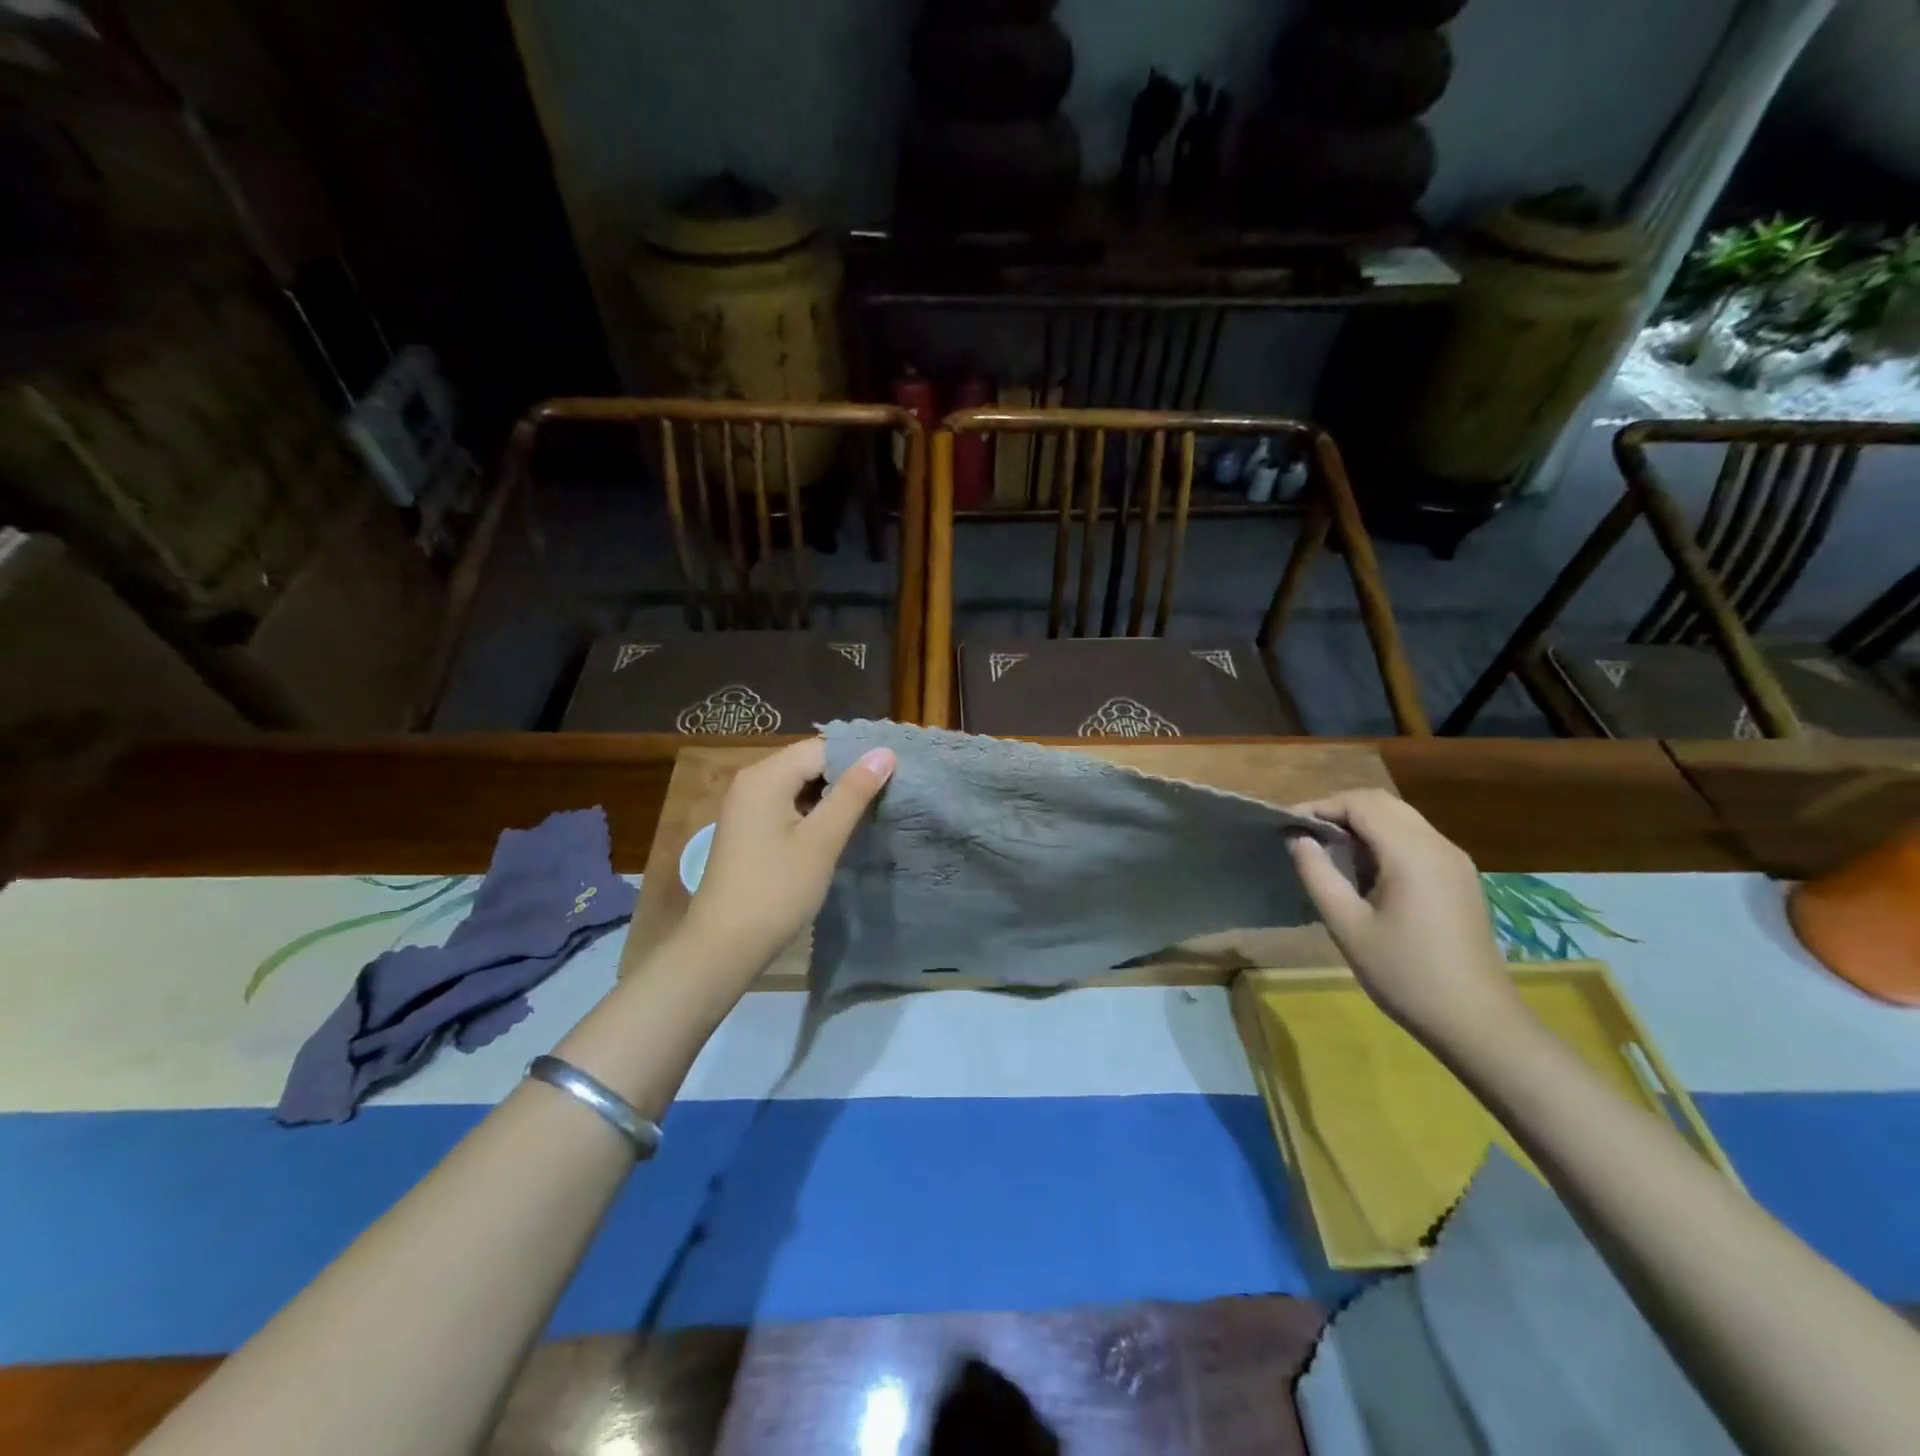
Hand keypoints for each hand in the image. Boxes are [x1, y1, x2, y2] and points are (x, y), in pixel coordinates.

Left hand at [678, 737, 895, 981]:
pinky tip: (838, 828)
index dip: (859, 758)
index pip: (822, 748)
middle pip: (809, 763)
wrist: (724, 946)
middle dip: (847, 775)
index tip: (895, 775)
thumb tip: (885, 752)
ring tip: (871, 808)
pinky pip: (788, 804)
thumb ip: (853, 793)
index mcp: (765, 776)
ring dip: (833, 795)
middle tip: (888, 792)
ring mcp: (746, 805)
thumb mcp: (821, 840)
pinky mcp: (749, 828)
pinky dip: (814, 811)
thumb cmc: (776, 890)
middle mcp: (751, 781)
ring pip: (800, 785)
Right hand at [1288, 789, 1523, 1049]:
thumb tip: (1297, 838)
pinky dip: (1383, 839)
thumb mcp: (1347, 925)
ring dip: (1362, 823)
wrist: (1476, 1021)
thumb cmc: (1404, 974)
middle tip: (1305, 835)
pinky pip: (1416, 839)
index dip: (1321, 806)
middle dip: (1340, 809)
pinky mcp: (1459, 878)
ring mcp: (1455, 861)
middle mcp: (1439, 846)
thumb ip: (1317, 874)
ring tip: (1328, 851)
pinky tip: (1364, 871)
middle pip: (1383, 803)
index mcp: (1412, 854)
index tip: (1289, 826)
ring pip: (1401, 818)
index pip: (1361, 803)